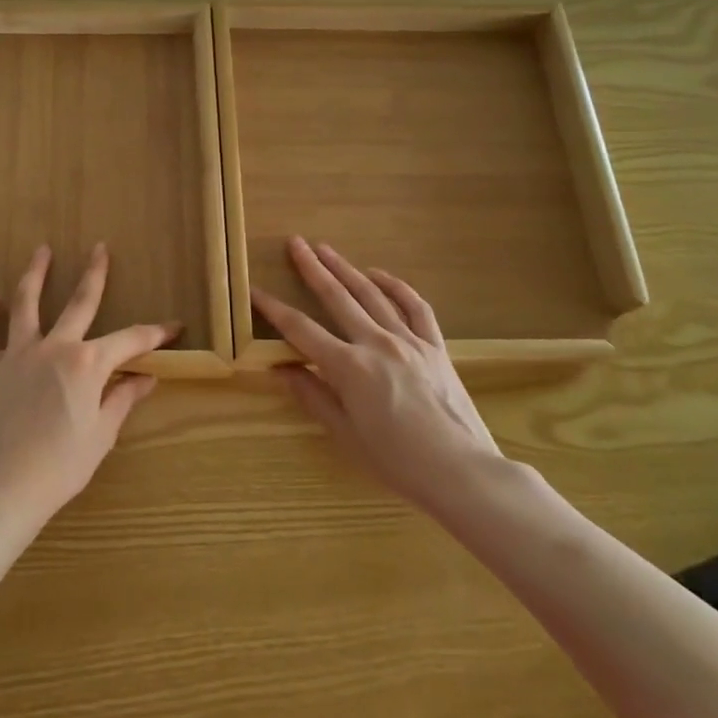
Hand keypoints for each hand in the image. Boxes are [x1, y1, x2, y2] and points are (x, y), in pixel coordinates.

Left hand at [0, 244, 174, 531]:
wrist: (5, 486)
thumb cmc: (63, 465)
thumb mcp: (102, 433)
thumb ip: (123, 398)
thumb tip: (146, 378)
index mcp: (88, 363)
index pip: (130, 340)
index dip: (155, 333)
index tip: (174, 326)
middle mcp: (55, 348)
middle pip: (79, 302)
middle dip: (94, 274)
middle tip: (100, 248)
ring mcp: (19, 355)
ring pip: (26, 304)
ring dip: (35, 275)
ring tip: (41, 250)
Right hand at [256, 237, 506, 513]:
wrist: (463, 473)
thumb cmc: (397, 462)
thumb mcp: (345, 435)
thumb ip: (312, 396)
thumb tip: (279, 369)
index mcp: (348, 367)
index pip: (300, 329)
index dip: (273, 309)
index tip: (254, 290)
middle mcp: (376, 343)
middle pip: (336, 297)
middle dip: (312, 268)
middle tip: (295, 243)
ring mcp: (409, 341)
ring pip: (371, 294)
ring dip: (346, 268)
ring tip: (326, 248)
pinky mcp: (435, 347)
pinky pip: (415, 307)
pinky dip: (396, 287)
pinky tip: (379, 275)